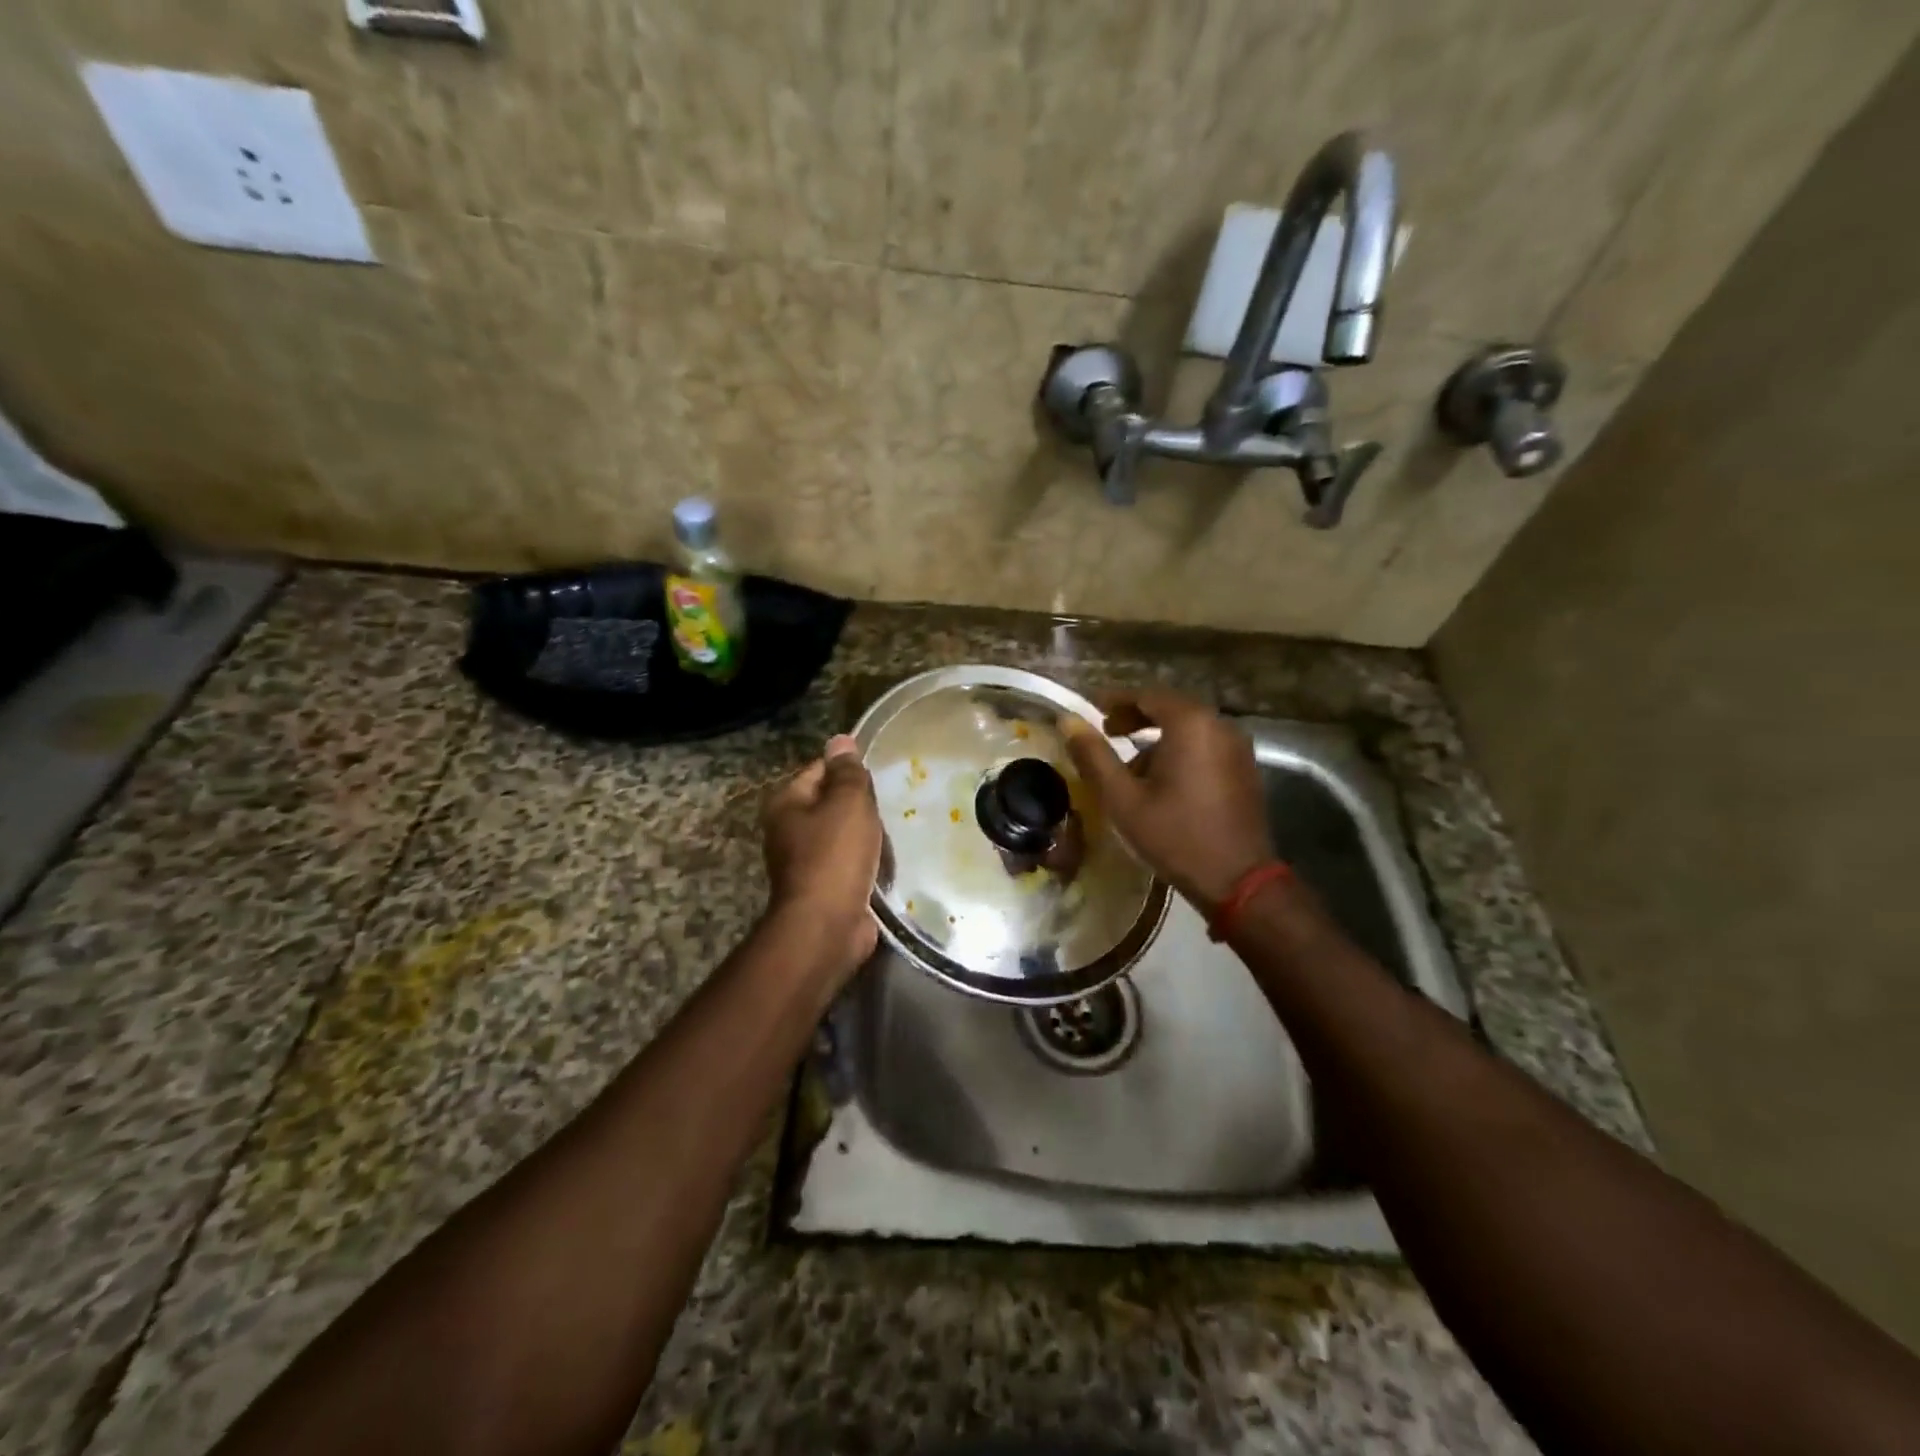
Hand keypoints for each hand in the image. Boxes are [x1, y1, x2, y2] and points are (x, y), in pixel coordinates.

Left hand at [761, 734, 882, 971]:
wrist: (827, 926)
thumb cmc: (835, 856)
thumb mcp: (847, 803)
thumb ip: (847, 771)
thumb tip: (840, 740)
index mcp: (786, 803)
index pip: (820, 770)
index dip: (849, 770)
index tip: (877, 778)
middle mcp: (787, 830)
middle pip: (831, 803)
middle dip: (860, 807)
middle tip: (888, 809)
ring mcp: (803, 861)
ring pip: (842, 835)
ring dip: (866, 836)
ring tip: (892, 836)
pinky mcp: (821, 887)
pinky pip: (848, 863)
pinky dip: (865, 862)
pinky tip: (885, 864)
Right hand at [1065, 689, 1275, 908]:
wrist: (1239, 881)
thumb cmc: (1175, 836)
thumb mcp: (1123, 799)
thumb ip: (1094, 756)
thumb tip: (1068, 721)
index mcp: (1190, 724)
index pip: (1146, 694)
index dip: (1115, 700)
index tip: (1091, 709)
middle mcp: (1219, 725)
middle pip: (1170, 707)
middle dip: (1136, 716)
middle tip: (1107, 732)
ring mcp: (1237, 747)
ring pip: (1189, 727)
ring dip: (1158, 736)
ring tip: (1129, 764)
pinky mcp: (1244, 768)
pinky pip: (1205, 745)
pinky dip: (1180, 750)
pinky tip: (1161, 780)